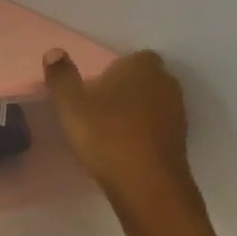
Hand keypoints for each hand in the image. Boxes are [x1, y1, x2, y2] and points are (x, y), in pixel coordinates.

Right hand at [43, 48, 194, 203]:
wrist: (147, 184)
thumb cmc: (106, 135)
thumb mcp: (71, 105)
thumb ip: (62, 76)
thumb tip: (55, 52)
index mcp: (141, 66)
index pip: (132, 57)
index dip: (115, 70)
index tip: (95, 88)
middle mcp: (165, 82)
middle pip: (144, 79)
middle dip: (126, 89)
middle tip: (99, 108)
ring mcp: (177, 112)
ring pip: (153, 103)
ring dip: (136, 112)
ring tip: (110, 131)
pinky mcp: (181, 140)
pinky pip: (158, 127)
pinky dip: (144, 133)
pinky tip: (125, 148)